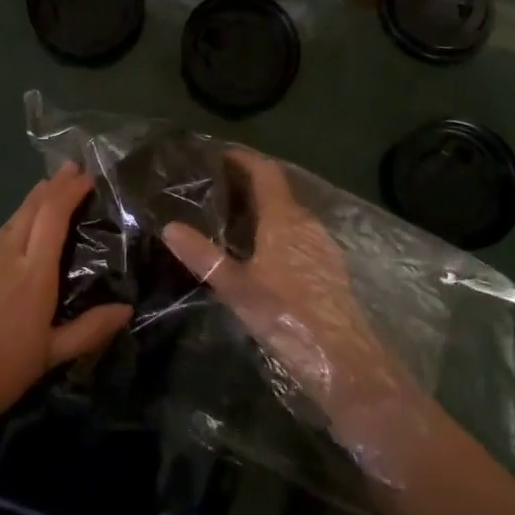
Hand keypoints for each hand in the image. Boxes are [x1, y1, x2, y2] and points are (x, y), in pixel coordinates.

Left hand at [0, 163, 131, 438]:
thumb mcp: (50, 355)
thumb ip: (89, 329)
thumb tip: (125, 310)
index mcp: (33, 272)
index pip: (53, 214)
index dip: (70, 190)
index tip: (86, 176)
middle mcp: (6, 254)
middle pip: (31, 207)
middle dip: (53, 185)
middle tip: (70, 169)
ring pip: (9, 221)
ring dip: (31, 204)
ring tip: (45, 196)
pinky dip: (10, 228)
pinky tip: (11, 239)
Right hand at [163, 150, 415, 450]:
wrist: (344, 359)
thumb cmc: (288, 315)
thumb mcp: (237, 287)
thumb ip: (204, 256)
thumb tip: (170, 227)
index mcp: (284, 217)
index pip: (265, 171)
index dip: (244, 158)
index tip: (218, 154)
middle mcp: (306, 222)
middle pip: (277, 189)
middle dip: (248, 183)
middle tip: (216, 188)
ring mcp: (321, 243)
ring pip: (289, 212)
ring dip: (263, 207)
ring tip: (233, 218)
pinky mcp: (329, 266)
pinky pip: (298, 232)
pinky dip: (277, 228)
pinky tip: (262, 251)